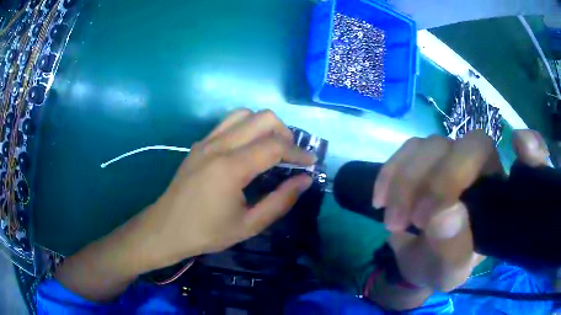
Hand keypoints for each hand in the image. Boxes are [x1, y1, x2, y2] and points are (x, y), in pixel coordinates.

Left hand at [139, 109, 314, 269]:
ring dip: (264, 126)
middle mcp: (218, 146)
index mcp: (231, 168)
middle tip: (291, 156)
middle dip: (285, 133)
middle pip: (263, 118)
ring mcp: (206, 141)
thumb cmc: (207, 232)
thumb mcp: (249, 225)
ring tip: (271, 148)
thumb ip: (280, 201)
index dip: (299, 152)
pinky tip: (248, 150)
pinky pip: (228, 123)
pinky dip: (246, 128)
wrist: (166, 229)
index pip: (275, 146)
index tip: (311, 163)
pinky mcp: (199, 144)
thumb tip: (305, 180)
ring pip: (244, 114)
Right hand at [373, 130, 548, 291]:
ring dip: (408, 182)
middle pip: (473, 144)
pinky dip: (391, 172)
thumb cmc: (440, 266)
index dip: (533, 150)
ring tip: (394, 221)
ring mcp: (452, 156)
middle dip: (443, 180)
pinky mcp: (424, 156)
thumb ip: (454, 251)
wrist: (414, 257)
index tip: (521, 147)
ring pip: (434, 144)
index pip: (530, 162)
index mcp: (501, 197)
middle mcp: (484, 168)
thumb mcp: (449, 273)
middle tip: (418, 221)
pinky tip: (380, 199)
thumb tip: (444, 215)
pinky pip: (408, 148)